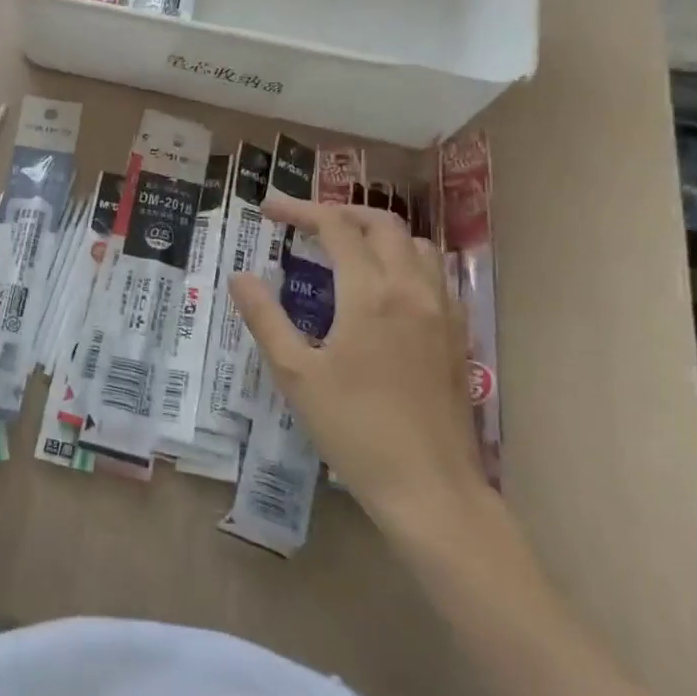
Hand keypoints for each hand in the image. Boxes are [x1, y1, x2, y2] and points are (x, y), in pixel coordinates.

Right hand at [228, 198, 484, 533]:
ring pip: (417, 245)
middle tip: (304, 223)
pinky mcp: (457, 334)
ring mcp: (443, 311)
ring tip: (345, 249)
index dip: (300, 210)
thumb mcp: (295, 373)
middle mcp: (412, 289)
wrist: (429, 486)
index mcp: (370, 294)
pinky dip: (406, 260)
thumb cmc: (353, 428)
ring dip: (378, 234)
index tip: (268, 209)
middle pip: (383, 224)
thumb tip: (239, 276)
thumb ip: (265, 317)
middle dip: (341, 213)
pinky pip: (436, 274)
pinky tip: (385, 287)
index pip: (336, 228)